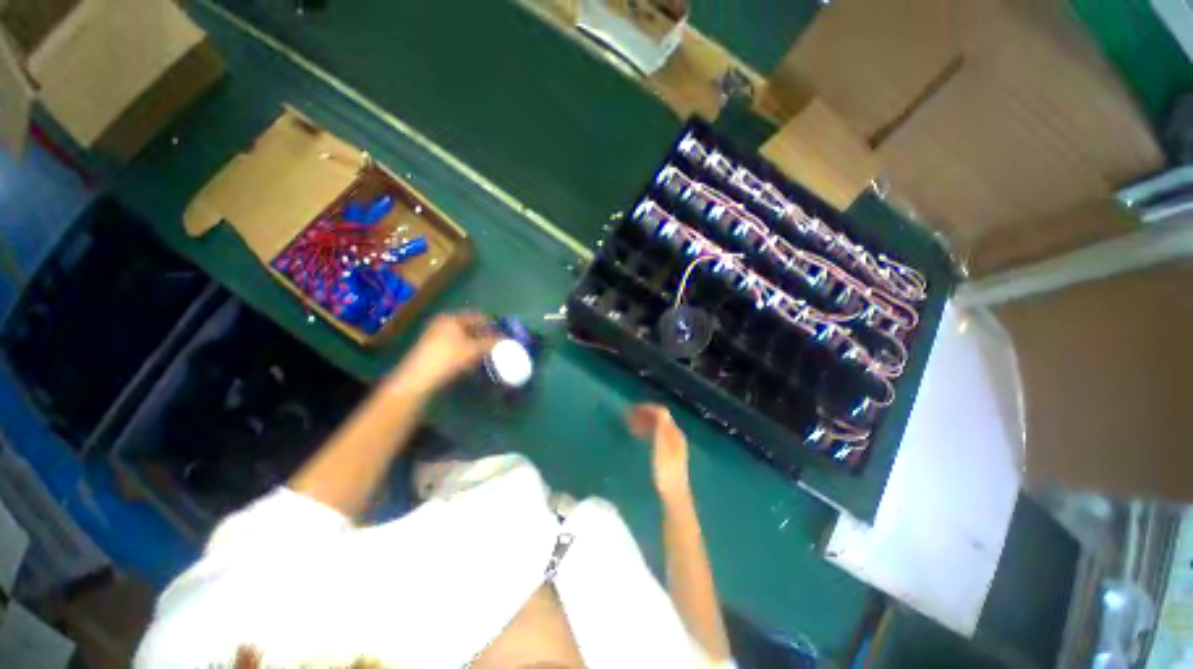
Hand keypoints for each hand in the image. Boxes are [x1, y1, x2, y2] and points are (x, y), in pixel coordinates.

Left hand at [390, 313, 499, 395]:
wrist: (418, 379)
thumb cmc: (448, 358)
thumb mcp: (474, 349)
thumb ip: (492, 343)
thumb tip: (507, 340)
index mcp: (452, 318)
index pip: (478, 317)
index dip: (493, 324)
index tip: (506, 332)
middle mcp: (443, 324)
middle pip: (470, 327)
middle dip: (485, 334)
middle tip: (500, 343)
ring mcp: (436, 337)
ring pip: (464, 338)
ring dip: (477, 344)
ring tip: (491, 352)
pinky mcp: (433, 350)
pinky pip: (456, 346)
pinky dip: (468, 351)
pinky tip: (476, 360)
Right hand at [627, 403, 690, 502]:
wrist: (673, 494)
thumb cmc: (665, 470)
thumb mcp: (661, 446)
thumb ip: (661, 427)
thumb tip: (658, 410)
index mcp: (673, 432)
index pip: (661, 412)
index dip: (646, 408)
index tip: (631, 409)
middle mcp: (674, 434)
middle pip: (659, 418)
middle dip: (643, 414)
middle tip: (628, 416)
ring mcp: (672, 444)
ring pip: (657, 426)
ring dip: (643, 422)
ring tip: (630, 425)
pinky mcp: (668, 453)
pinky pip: (656, 435)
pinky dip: (646, 431)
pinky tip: (637, 436)